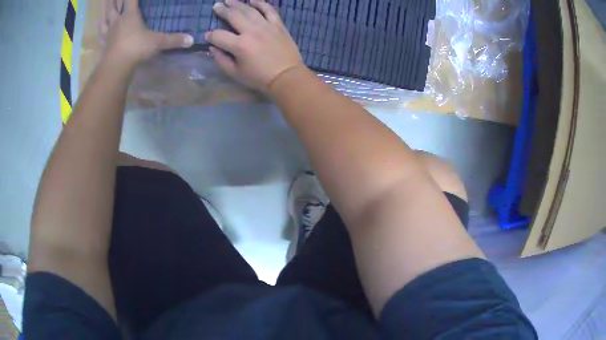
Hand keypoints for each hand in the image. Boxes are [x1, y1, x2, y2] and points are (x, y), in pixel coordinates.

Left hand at [101, 0, 193, 67]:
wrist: (116, 67)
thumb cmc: (136, 49)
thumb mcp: (157, 43)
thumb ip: (174, 40)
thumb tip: (192, 40)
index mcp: (130, 15)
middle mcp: (118, 20)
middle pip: (114, 4)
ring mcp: (109, 31)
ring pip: (106, 15)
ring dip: (106, 7)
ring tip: (106, 3)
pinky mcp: (104, 43)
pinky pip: (101, 31)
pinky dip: (101, 25)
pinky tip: (101, 24)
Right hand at [205, 0, 305, 92]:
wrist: (287, 76)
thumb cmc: (259, 77)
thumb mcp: (235, 73)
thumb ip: (221, 59)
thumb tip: (213, 48)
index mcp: (239, 45)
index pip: (219, 36)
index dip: (210, 35)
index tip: (206, 35)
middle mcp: (252, 31)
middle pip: (233, 16)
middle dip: (222, 11)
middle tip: (216, 6)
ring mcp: (266, 26)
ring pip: (249, 10)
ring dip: (237, 4)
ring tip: (229, 0)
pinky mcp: (278, 25)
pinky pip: (269, 10)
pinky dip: (261, 3)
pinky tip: (253, 0)